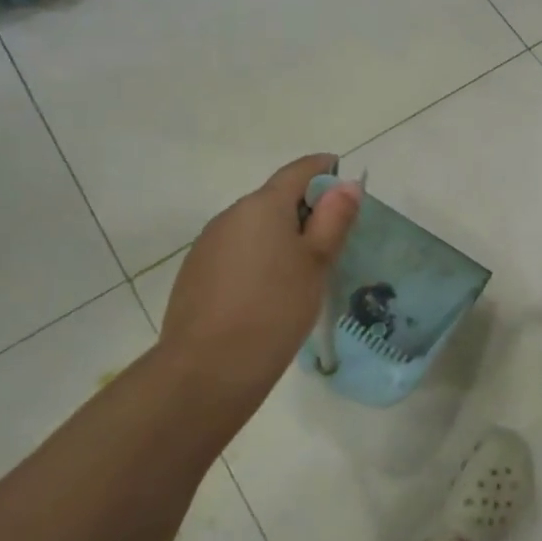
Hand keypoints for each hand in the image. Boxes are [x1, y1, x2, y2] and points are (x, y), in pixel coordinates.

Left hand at [158, 154, 361, 411]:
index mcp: (263, 205)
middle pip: (275, 198)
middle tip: (332, 240)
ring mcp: (208, 244)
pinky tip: (267, 292)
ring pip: (254, 227)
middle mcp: (231, 214)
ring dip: (279, 236)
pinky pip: (236, 251)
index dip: (324, 170)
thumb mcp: (317, 262)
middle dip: (304, 209)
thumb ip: (334, 219)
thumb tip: (346, 185)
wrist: (207, 370)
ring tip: (301, 272)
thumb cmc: (275, 309)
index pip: (299, 170)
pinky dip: (257, 258)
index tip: (345, 182)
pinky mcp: (195, 273)